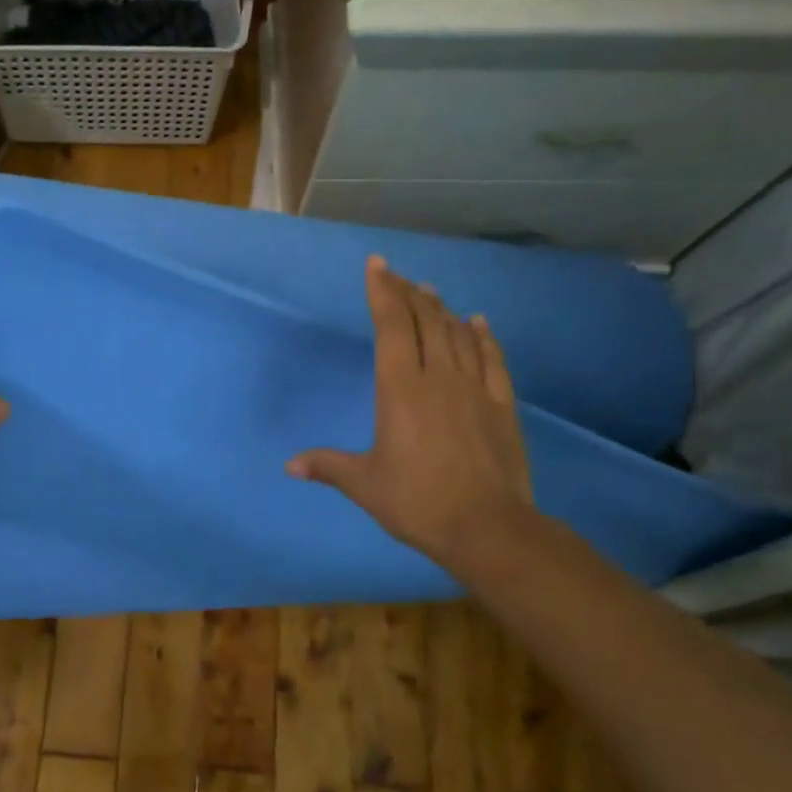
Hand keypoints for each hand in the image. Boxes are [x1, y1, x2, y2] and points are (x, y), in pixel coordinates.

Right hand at [288, 256, 533, 568]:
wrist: (487, 527)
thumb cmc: (417, 501)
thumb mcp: (364, 484)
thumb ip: (327, 466)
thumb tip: (290, 465)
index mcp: (400, 390)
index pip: (391, 328)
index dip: (383, 293)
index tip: (377, 265)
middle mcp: (438, 378)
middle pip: (424, 322)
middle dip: (408, 294)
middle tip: (397, 274)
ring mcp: (475, 389)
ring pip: (457, 335)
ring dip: (441, 310)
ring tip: (430, 292)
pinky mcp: (501, 406)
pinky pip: (492, 359)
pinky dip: (483, 337)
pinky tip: (477, 322)